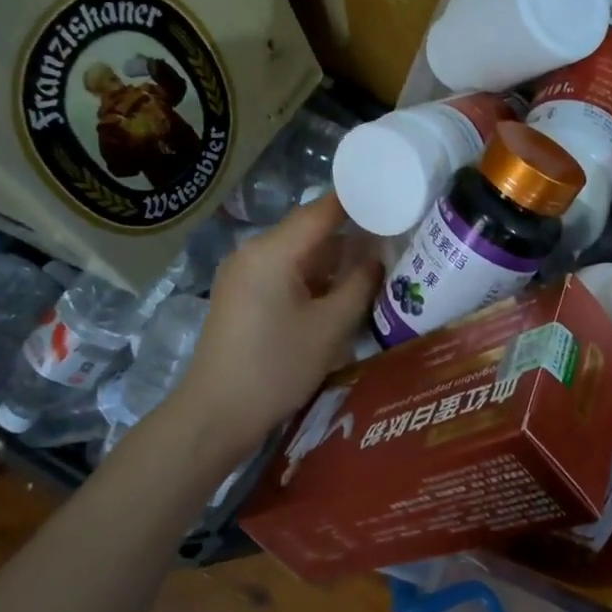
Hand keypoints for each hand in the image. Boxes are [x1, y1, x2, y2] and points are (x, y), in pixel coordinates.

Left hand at [160, 195, 380, 465]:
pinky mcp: (243, 296)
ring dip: (334, 259)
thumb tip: (379, 258)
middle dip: (351, 233)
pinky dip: (314, 277)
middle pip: (309, 230)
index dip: (358, 202)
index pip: (322, 211)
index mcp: (272, 251)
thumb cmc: (277, 367)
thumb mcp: (330, 327)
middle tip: (394, 236)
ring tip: (376, 263)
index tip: (393, 197)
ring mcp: (244, 274)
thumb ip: (360, 285)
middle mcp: (253, 252)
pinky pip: (285, 273)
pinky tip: (341, 290)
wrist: (217, 414)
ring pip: (299, 254)